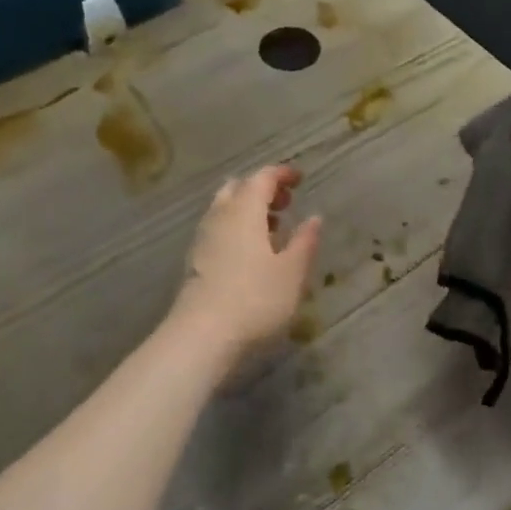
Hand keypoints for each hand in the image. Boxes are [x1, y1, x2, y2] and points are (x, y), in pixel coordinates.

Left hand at [173, 166, 322, 357]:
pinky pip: (218, 230)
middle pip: (238, 188)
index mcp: (244, 211)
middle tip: (286, 203)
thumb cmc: (255, 299)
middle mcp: (220, 216)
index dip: (282, 174)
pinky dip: (236, 229)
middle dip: (262, 189)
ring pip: (225, 209)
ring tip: (273, 229)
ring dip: (248, 210)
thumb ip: (304, 241)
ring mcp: (203, 238)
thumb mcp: (292, 272)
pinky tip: (252, 253)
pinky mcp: (195, 261)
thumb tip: (314, 217)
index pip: (262, 178)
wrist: (202, 336)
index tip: (300, 178)